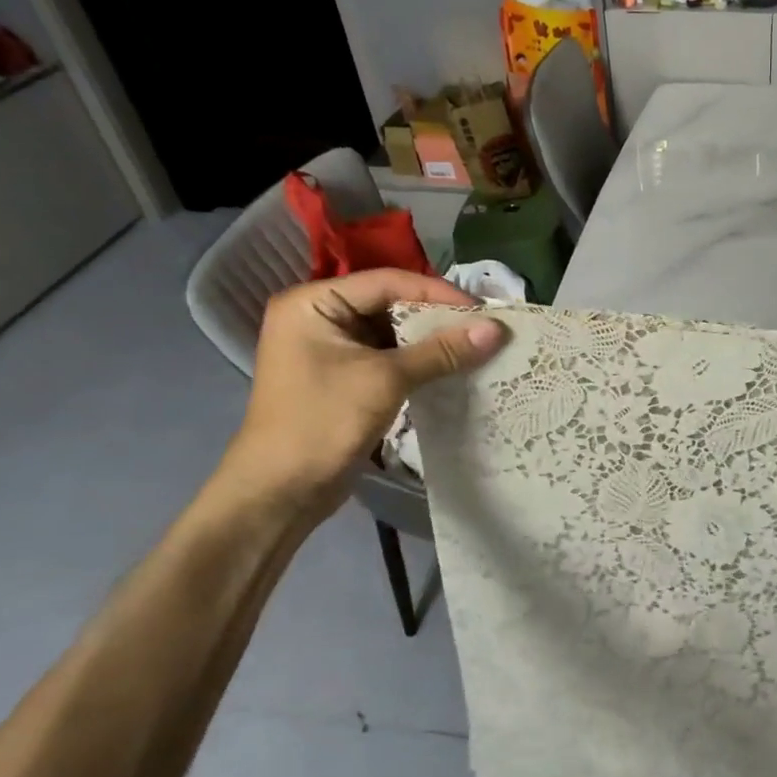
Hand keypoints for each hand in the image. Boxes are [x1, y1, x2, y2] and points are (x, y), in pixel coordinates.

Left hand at [221, 269, 504, 516]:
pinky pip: (388, 356)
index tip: (483, 310)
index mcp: (313, 303)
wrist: (279, 494)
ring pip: (393, 331)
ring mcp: (329, 348)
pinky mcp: (343, 376)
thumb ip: (442, 351)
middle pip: (391, 303)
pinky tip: (453, 366)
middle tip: (485, 327)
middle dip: (438, 317)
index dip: (439, 293)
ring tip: (477, 345)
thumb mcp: (386, 380)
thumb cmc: (323, 423)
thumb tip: (497, 328)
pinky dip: (419, 360)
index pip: (388, 282)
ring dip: (432, 340)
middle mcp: (318, 316)